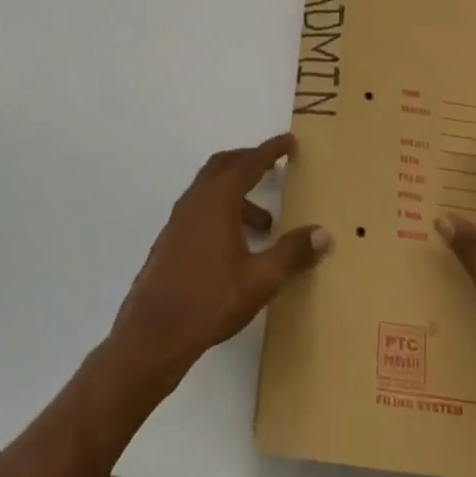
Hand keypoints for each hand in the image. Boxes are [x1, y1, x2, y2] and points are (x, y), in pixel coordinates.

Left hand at [108, 134, 329, 389]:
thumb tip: (322, 234)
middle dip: (250, 161)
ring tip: (264, 224)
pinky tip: (236, 245)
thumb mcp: (260, 280)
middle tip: (274, 167)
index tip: (289, 141)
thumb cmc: (210, 301)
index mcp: (217, 201)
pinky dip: (222, 210)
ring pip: (211, 189)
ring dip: (238, 193)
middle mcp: (195, 201)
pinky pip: (200, 208)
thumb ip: (292, 253)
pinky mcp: (170, 240)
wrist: (152, 335)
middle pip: (224, 165)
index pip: (248, 163)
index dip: (271, 150)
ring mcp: (179, 220)